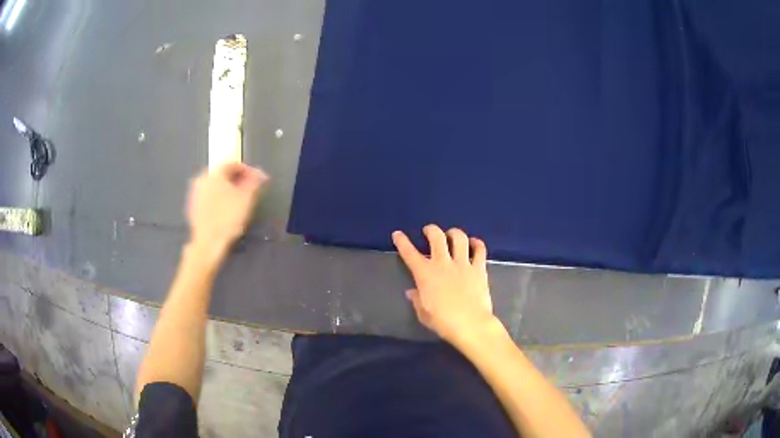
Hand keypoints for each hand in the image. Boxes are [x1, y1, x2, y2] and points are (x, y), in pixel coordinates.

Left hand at [186, 163, 267, 249]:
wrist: (208, 243)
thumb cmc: (228, 218)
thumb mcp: (246, 198)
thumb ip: (254, 182)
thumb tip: (260, 174)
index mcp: (214, 173)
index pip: (233, 164)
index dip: (248, 170)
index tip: (257, 181)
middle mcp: (202, 178)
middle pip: (222, 174)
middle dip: (237, 180)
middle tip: (248, 190)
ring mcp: (195, 193)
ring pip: (214, 186)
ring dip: (227, 189)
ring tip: (238, 201)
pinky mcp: (192, 207)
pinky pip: (208, 197)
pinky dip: (218, 199)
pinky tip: (225, 211)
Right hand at [392, 225, 497, 345]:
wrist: (470, 324)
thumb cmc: (443, 322)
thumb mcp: (423, 314)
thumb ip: (417, 300)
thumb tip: (412, 292)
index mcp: (425, 274)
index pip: (409, 253)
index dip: (402, 241)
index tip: (397, 234)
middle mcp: (443, 263)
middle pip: (436, 237)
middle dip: (431, 230)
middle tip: (428, 231)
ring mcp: (463, 264)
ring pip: (459, 238)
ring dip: (453, 233)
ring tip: (451, 234)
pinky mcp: (479, 268)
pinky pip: (479, 250)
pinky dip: (477, 244)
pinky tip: (474, 243)